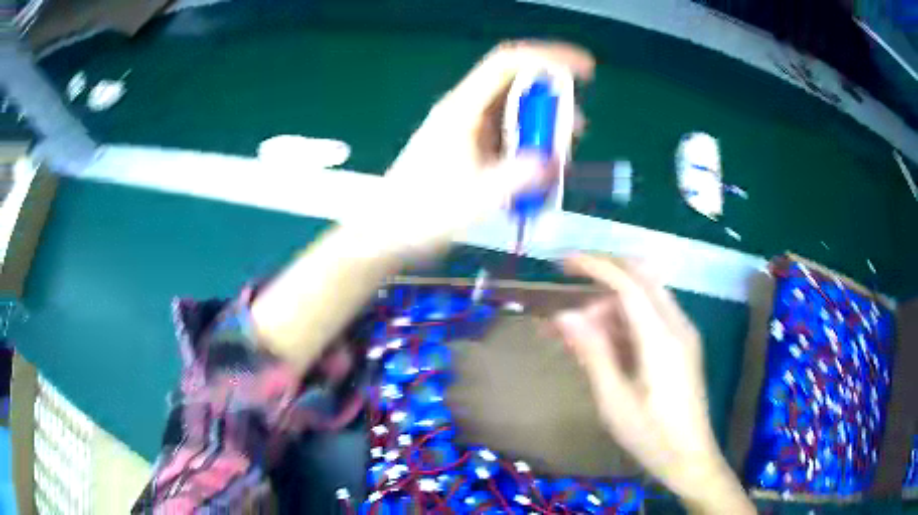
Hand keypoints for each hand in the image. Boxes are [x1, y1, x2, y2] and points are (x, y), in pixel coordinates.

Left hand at [362, 41, 593, 254]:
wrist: (387, 233)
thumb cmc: (422, 214)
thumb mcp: (475, 198)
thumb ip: (517, 177)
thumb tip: (554, 159)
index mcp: (463, 109)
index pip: (509, 63)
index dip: (549, 58)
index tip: (585, 71)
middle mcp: (466, 111)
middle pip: (517, 86)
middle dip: (553, 102)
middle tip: (574, 131)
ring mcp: (467, 129)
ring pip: (515, 112)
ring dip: (543, 126)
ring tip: (562, 155)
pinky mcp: (469, 148)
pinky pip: (507, 136)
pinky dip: (529, 146)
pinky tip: (538, 171)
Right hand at [553, 254, 754, 513]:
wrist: (690, 458)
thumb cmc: (650, 435)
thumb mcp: (614, 400)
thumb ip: (593, 352)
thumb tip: (566, 315)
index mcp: (661, 339)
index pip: (628, 283)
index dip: (595, 266)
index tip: (563, 263)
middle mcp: (678, 326)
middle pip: (642, 279)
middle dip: (604, 278)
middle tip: (571, 301)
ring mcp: (684, 334)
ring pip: (647, 297)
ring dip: (613, 304)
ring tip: (582, 335)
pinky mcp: (683, 346)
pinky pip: (653, 317)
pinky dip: (627, 320)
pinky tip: (607, 345)